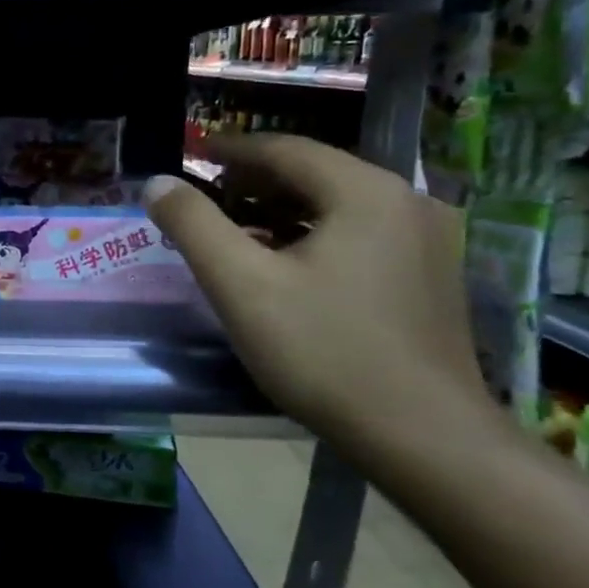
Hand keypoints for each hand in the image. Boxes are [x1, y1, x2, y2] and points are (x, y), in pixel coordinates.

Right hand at [144, 135, 490, 452]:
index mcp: (365, 192)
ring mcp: (428, 241)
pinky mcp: (431, 277)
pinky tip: (285, 267)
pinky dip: (312, 236)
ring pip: (337, 205)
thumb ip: (192, 224)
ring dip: (280, 211)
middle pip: (313, 173)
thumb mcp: (239, 284)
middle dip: (252, 182)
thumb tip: (157, 182)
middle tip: (204, 202)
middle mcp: (407, 203)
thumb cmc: (323, 351)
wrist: (424, 438)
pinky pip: (360, 234)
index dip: (229, 150)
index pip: (285, 149)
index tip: (189, 156)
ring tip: (235, 235)